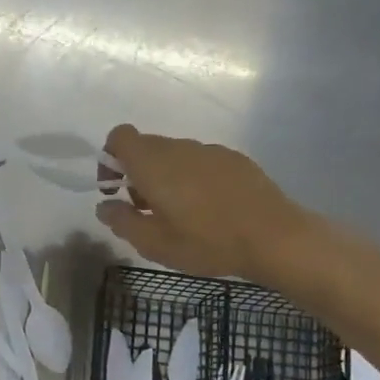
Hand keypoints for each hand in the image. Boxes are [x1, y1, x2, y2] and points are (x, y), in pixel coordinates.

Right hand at [94, 124, 309, 281]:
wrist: (275, 238)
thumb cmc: (205, 241)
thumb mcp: (153, 243)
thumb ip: (121, 221)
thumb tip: (104, 206)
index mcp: (153, 163)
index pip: (120, 137)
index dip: (109, 159)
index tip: (114, 190)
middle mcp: (180, 147)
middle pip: (146, 147)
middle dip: (136, 174)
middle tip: (144, 211)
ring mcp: (210, 151)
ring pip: (174, 155)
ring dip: (165, 178)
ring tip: (177, 215)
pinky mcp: (235, 160)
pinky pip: (200, 162)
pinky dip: (192, 179)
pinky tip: (207, 210)